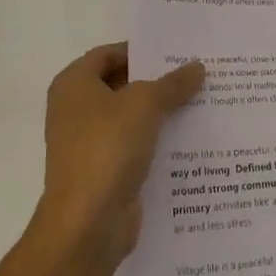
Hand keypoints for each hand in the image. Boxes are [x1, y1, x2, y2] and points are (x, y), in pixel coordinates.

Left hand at [36, 42, 204, 261]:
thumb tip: (197, 67)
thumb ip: (172, 83)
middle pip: (121, 84)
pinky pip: (134, 146)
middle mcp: (75, 110)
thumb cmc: (108, 147)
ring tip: (201, 102)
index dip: (142, 51)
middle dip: (156, 81)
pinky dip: (157, 141)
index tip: (177, 52)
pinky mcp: (104, 171)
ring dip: (160, 112)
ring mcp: (88, 143)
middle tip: (195, 74)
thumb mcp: (146, 104)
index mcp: (74, 84)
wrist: (87, 224)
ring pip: (130, 118)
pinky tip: (190, 139)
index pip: (110, 53)